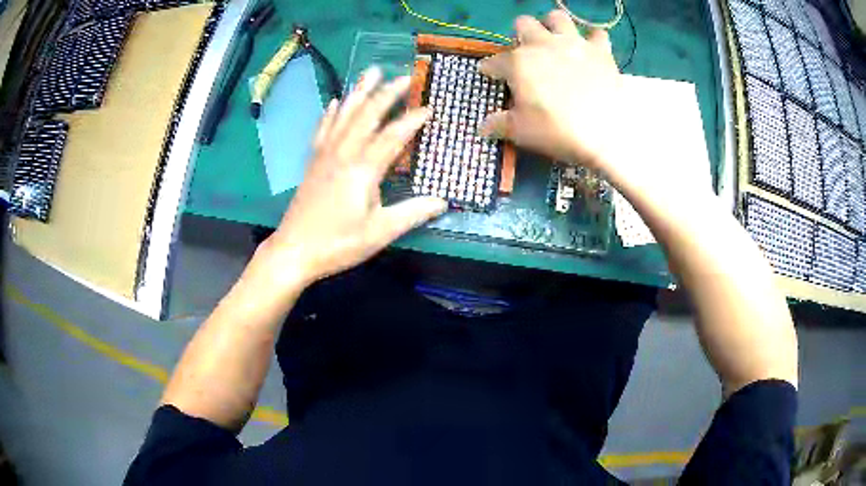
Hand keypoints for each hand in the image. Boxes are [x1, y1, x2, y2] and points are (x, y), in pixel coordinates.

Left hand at [262, 67, 446, 285]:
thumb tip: (443, 201)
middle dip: (387, 94)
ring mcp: (325, 155)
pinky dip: (331, 113)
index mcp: (363, 169)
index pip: (393, 136)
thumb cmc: (339, 243)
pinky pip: (323, 129)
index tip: (429, 107)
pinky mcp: (313, 162)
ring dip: (360, 92)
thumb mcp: (380, 232)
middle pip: (367, 116)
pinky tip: (335, 101)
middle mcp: (344, 154)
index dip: (412, 120)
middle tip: (404, 76)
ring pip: (345, 115)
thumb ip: (413, 213)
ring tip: (371, 71)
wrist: (294, 250)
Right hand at [479, 10, 622, 167]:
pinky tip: (591, 50)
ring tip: (556, 42)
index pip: (495, 61)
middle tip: (527, 54)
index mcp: (519, 62)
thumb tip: (482, 127)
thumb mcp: (521, 132)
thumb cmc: (557, 131)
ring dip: (553, 26)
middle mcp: (543, 44)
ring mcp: (574, 44)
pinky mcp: (600, 51)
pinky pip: (597, 34)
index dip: (490, 69)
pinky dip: (593, 40)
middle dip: (521, 35)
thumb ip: (499, 124)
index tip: (489, 74)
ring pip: (557, 17)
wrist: (605, 135)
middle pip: (524, 24)